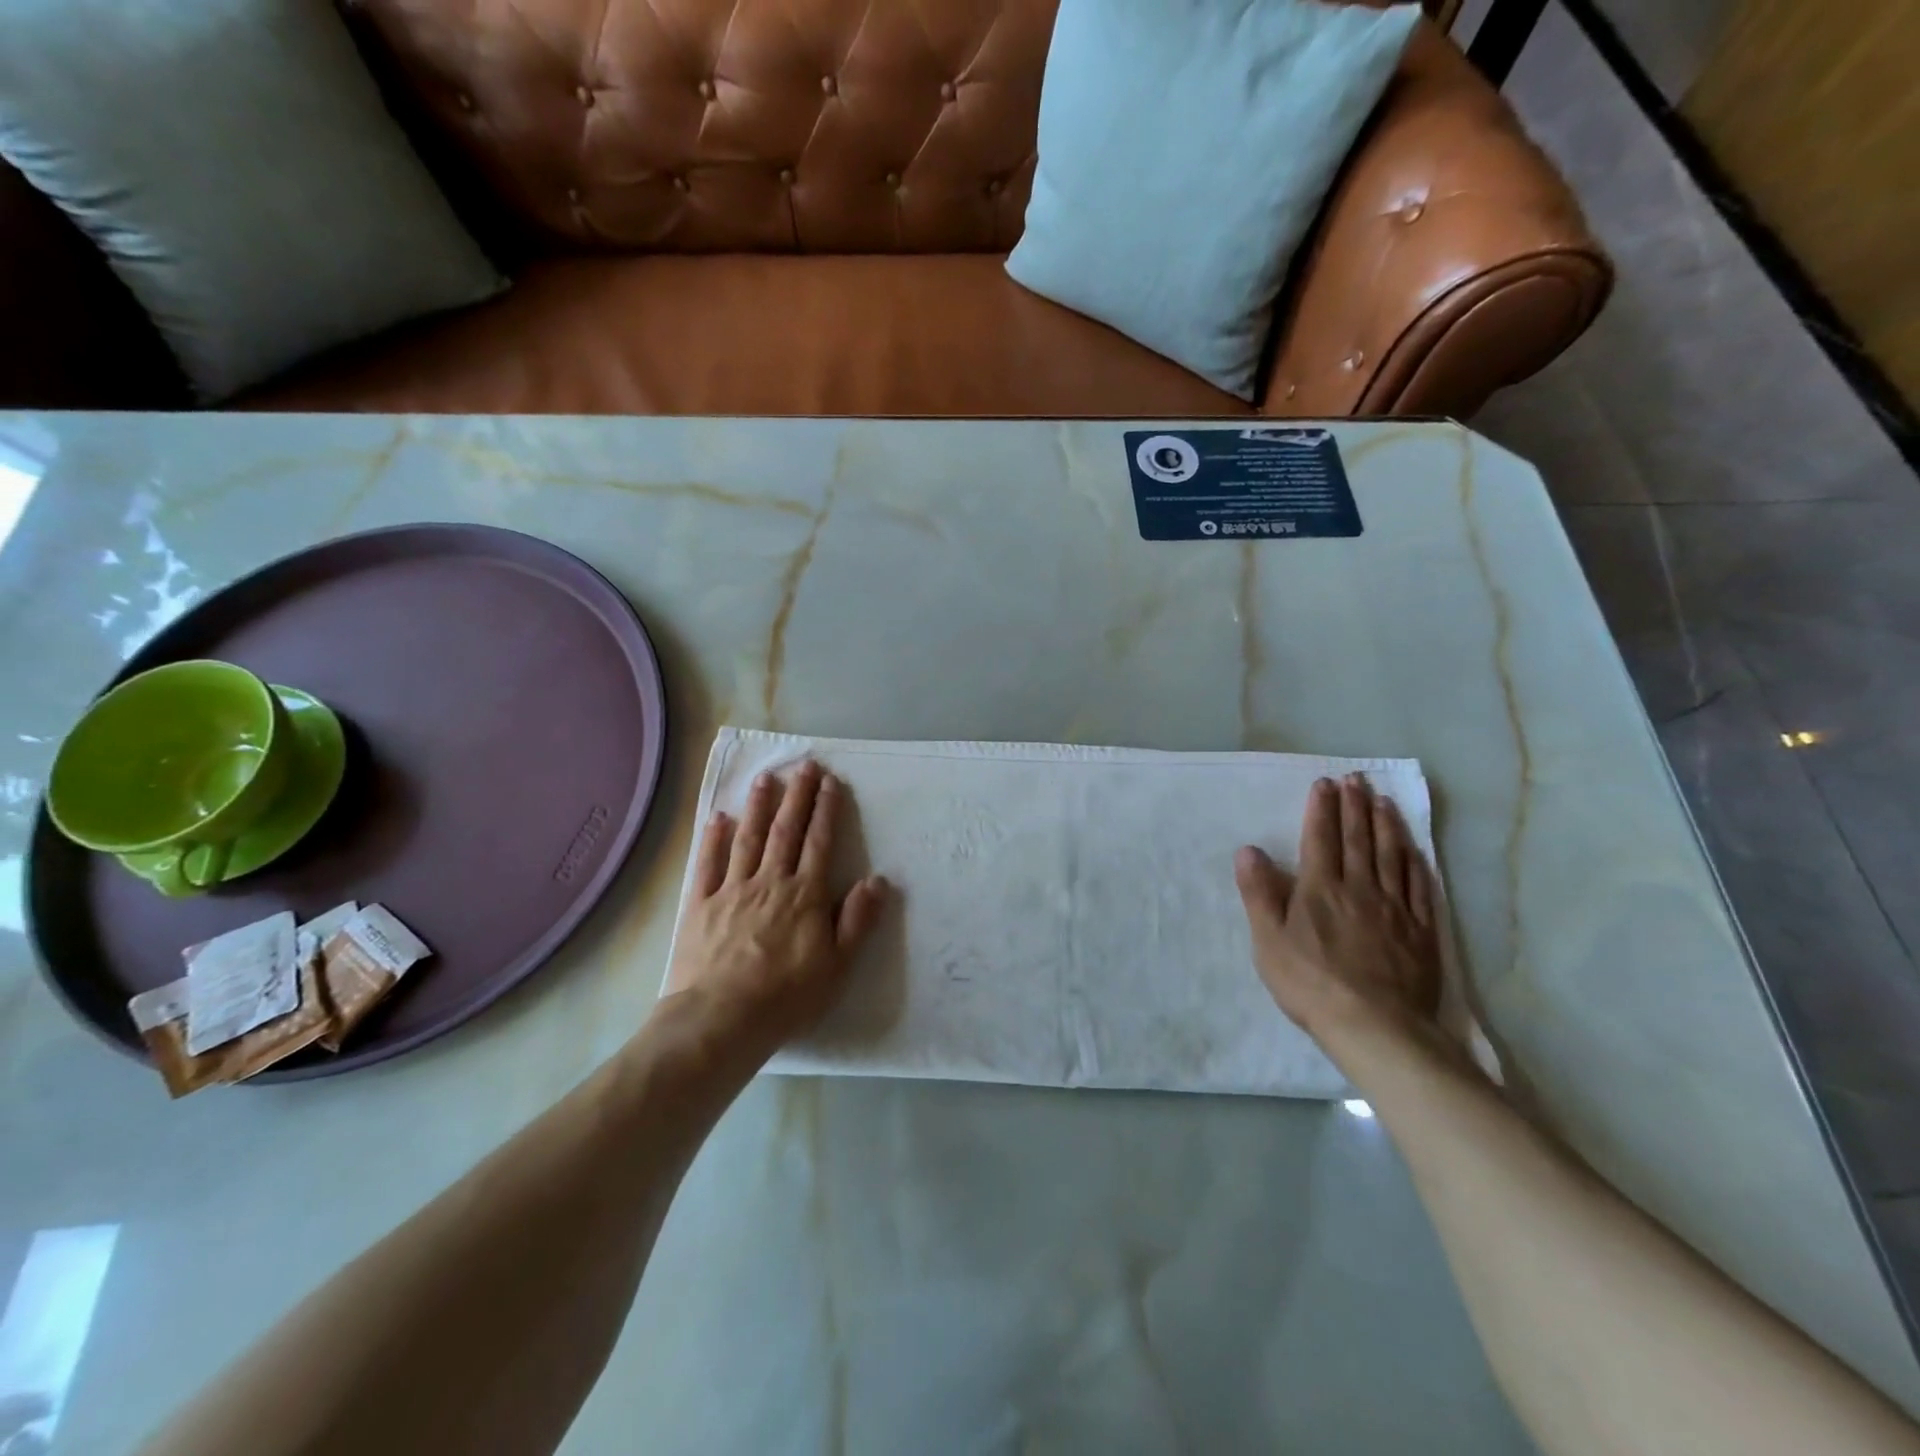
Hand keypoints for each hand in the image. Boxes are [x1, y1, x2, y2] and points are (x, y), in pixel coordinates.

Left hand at [664, 761, 887, 1054]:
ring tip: (766, 778)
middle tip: (804, 766)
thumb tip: (877, 880)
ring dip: (758, 807)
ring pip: (748, 838)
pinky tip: (718, 818)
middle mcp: (769, 882)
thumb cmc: (786, 997)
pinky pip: (708, 864)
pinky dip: (713, 839)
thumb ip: (857, 920)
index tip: (830, 782)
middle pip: (786, 831)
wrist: (720, 1020)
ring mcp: (732, 890)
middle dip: (797, 796)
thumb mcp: (837, 966)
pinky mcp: (700, 905)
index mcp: (804, 895)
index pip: (819, 842)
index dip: (826, 810)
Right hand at [1235, 773, 1441, 1048]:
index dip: (1322, 808)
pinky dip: (1416, 863)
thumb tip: (1248, 850)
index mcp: (1320, 888)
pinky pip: (1420, 887)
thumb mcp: (1268, 940)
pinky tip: (1414, 850)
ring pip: (1391, 856)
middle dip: (1355, 806)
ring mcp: (1395, 908)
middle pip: (1358, 839)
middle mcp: (1359, 888)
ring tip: (1384, 801)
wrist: (1376, 1028)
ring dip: (1386, 825)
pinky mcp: (1421, 931)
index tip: (1325, 783)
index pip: (1320, 838)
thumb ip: (1259, 893)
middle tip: (1357, 779)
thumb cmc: (1311, 984)